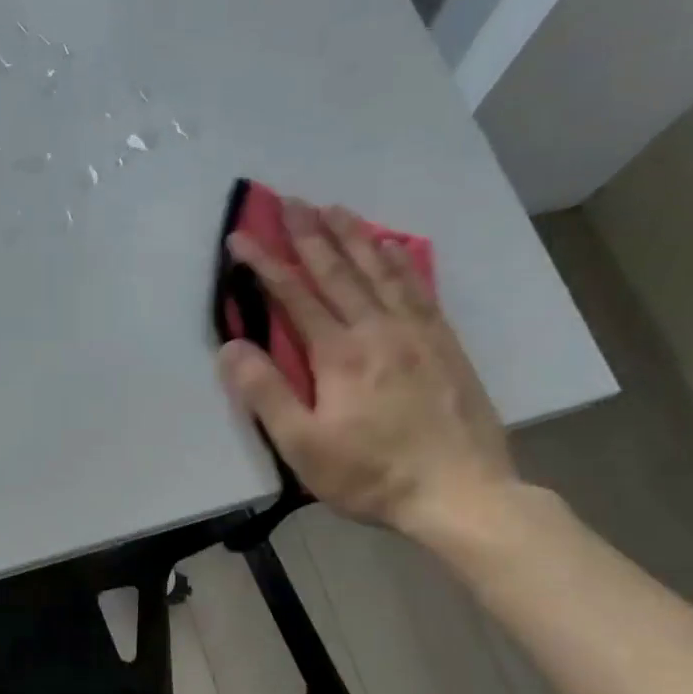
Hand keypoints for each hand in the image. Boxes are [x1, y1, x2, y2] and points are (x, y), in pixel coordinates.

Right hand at [217, 200, 517, 540]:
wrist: (461, 493)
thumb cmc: (372, 475)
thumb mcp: (303, 446)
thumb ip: (266, 393)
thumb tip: (232, 347)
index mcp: (340, 354)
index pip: (294, 296)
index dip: (264, 264)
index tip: (241, 236)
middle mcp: (378, 329)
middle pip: (338, 271)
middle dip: (310, 234)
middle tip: (290, 200)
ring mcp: (417, 333)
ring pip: (380, 271)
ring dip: (354, 236)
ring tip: (334, 208)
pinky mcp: (444, 344)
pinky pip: (418, 288)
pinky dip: (400, 261)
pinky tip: (392, 246)